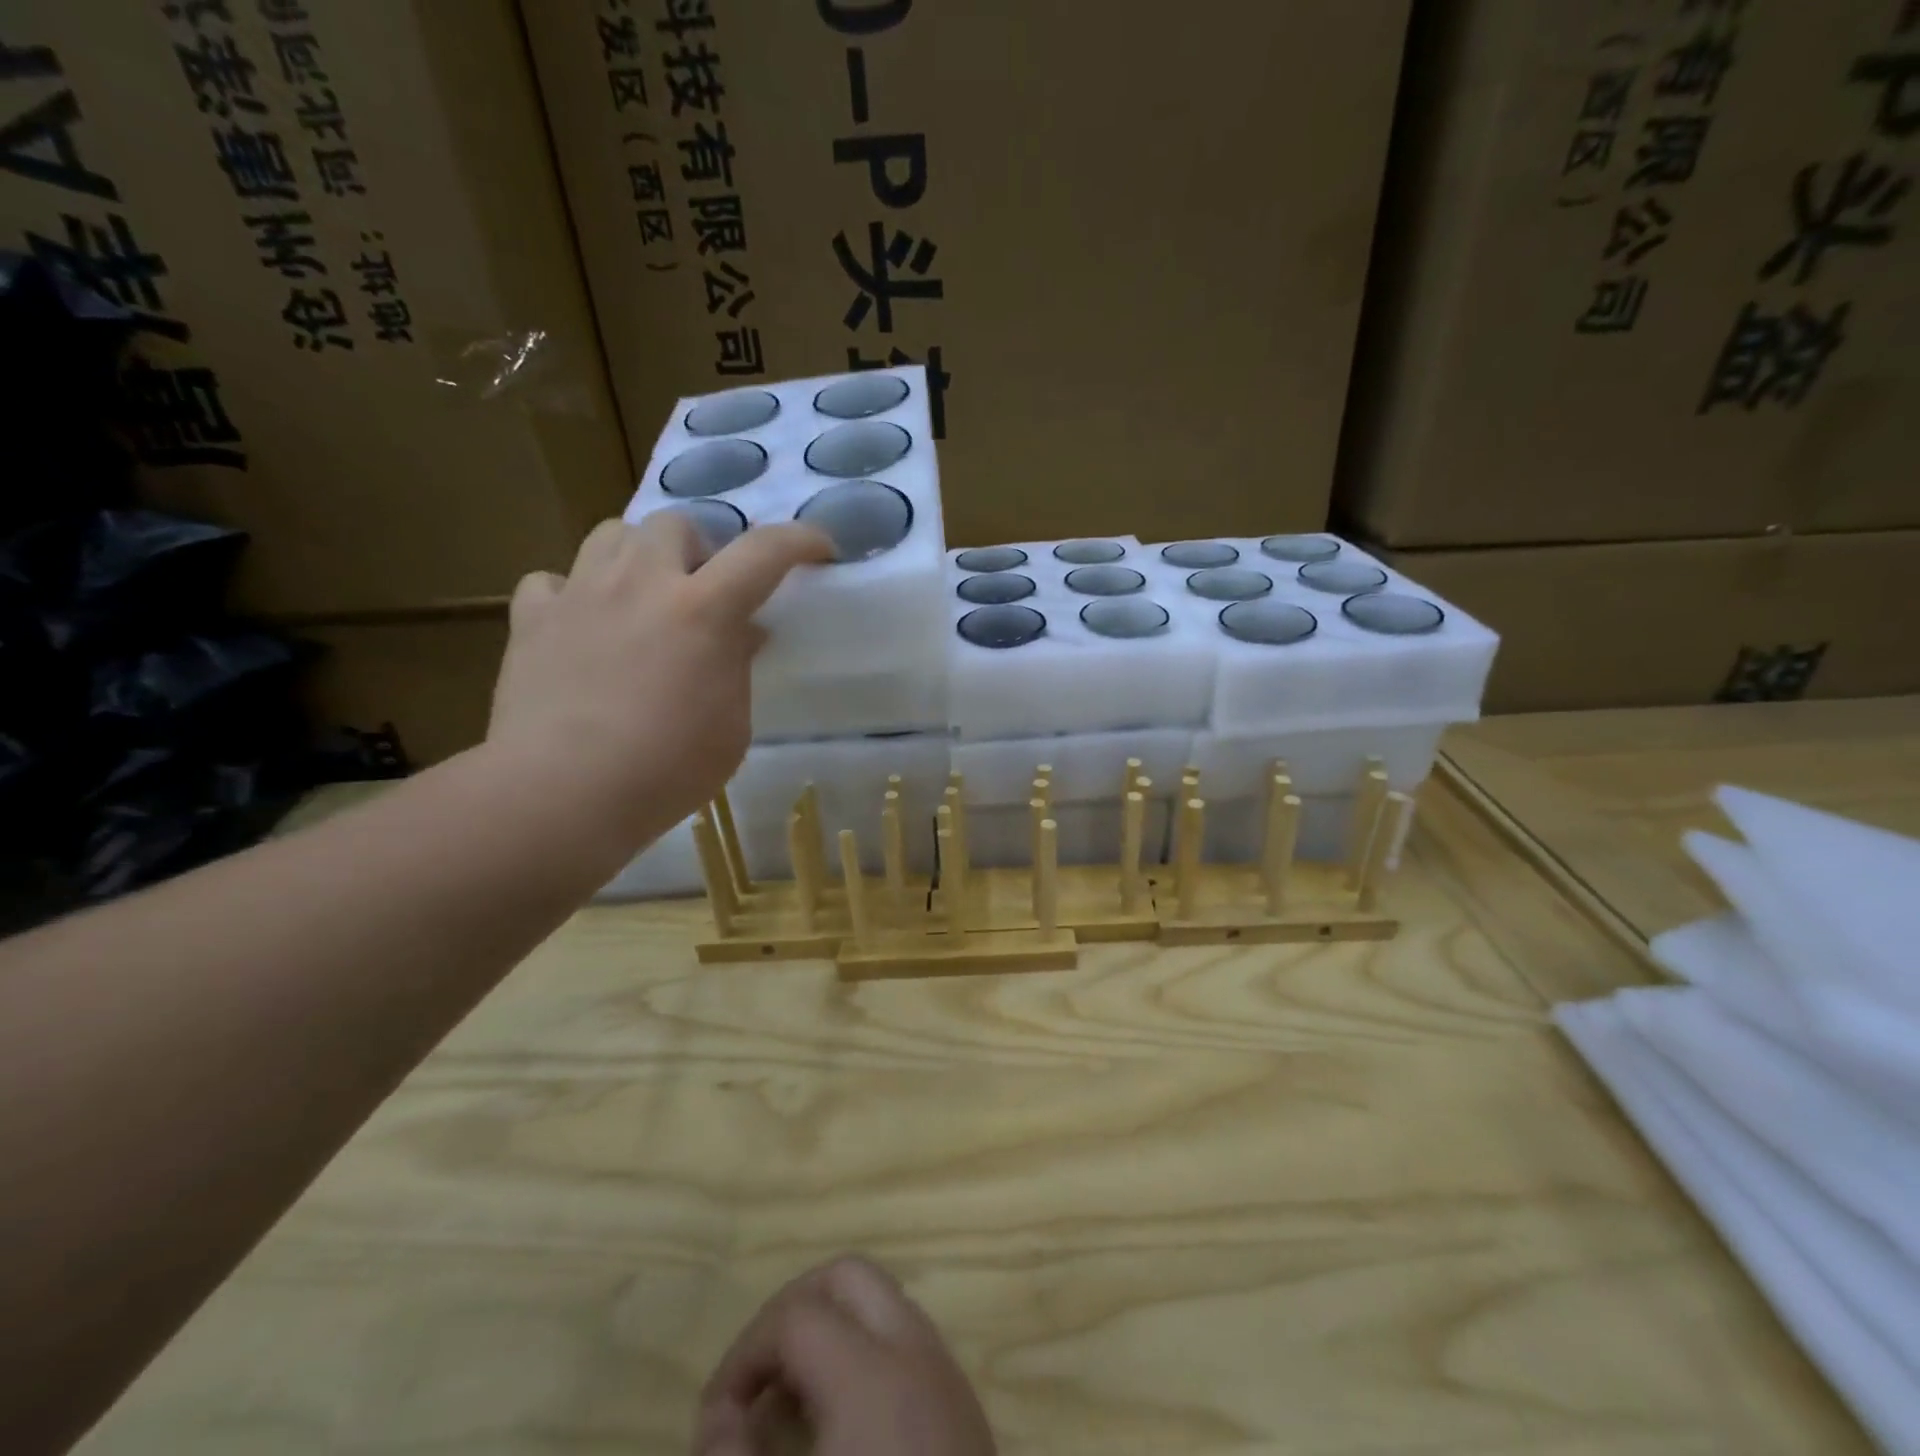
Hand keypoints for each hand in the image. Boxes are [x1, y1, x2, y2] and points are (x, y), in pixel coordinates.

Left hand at [486, 513, 831, 860]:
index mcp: (704, 611)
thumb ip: (737, 670)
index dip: (800, 540)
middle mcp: (642, 583)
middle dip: (700, 548)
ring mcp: (581, 594)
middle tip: (705, 591)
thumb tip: (740, 634)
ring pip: (612, 534)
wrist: (562, 794)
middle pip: (676, 523)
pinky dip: (572, 594)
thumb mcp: (731, 729)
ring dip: (639, 556)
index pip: (764, 552)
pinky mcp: (532, 619)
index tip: (819, 548)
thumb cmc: (665, 770)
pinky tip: (582, 625)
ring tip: (644, 596)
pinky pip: (552, 580)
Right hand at [695, 1257, 995, 1455]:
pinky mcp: (966, 1411)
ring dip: (829, 1333)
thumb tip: (718, 1416)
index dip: (742, 1355)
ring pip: (882, 1304)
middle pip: (848, 1277)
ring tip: (788, 1407)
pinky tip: (840, 1430)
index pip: (796, 1316)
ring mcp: (949, 1377)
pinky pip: (906, 1344)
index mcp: (874, 1374)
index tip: (713, 1423)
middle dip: (792, 1313)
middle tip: (754, 1384)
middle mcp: (918, 1353)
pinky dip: (864, 1356)